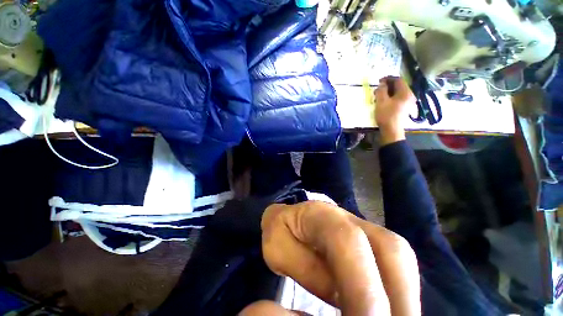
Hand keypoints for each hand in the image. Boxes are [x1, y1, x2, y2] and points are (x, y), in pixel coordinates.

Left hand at [240, 201, 420, 315]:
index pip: (348, 242)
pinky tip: (391, 310)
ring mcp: (364, 226)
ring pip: (400, 258)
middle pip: (391, 250)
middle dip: (400, 298)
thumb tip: (341, 298)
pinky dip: (401, 292)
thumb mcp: (278, 247)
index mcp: (320, 214)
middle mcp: (349, 217)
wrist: (295, 214)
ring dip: (404, 298)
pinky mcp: (373, 239)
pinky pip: (398, 265)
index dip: (364, 287)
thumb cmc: (282, 229)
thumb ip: (305, 269)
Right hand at [375, 76, 416, 145]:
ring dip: (388, 92)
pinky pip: (398, 99)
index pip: (398, 80)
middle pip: (399, 86)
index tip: (379, 81)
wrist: (392, 131)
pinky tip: (384, 102)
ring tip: (379, 96)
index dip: (388, 78)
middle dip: (387, 86)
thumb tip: (382, 84)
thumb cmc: (387, 115)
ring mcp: (408, 103)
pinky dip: (390, 98)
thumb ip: (381, 90)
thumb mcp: (381, 101)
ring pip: (397, 93)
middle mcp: (409, 95)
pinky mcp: (404, 108)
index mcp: (405, 92)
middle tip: (378, 89)